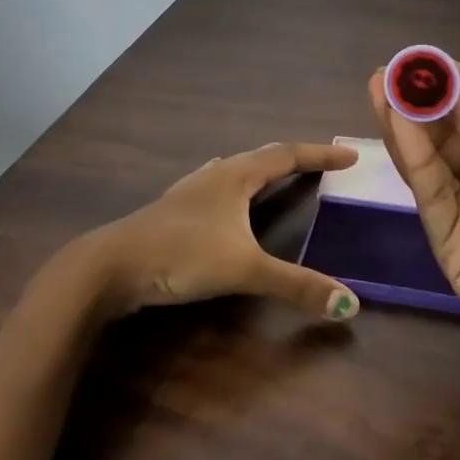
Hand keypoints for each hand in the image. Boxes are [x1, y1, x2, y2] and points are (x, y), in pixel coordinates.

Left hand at [74, 142, 363, 321]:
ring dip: (260, 169)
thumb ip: (296, 286)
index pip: (287, 155)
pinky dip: (232, 186)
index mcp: (236, 176)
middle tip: (320, 164)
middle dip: (293, 158)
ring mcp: (189, 191)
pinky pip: (214, 187)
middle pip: (261, 157)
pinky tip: (220, 195)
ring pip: (234, 169)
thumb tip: (349, 304)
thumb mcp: (244, 269)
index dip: (320, 155)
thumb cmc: (181, 254)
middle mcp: (214, 174)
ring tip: (275, 172)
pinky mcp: (172, 211)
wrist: (110, 266)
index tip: (349, 155)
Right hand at [368, 63, 459, 395]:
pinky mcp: (447, 241)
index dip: (453, 87)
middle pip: (446, 133)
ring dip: (404, 123)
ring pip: (429, 160)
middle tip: (391, 69)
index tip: (427, 62)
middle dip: (420, 100)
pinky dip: (412, 158)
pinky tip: (399, 125)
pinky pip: (428, 193)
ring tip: (381, 86)